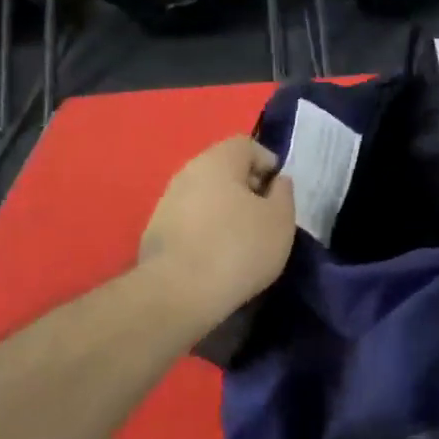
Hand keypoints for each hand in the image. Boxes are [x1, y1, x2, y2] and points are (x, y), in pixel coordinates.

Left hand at [140, 135, 295, 324]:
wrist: (178, 293)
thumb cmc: (239, 248)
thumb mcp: (280, 220)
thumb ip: (284, 193)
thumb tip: (276, 182)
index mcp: (218, 160)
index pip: (246, 145)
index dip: (267, 163)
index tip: (279, 193)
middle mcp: (187, 172)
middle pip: (223, 169)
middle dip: (246, 188)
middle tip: (264, 217)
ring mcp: (166, 202)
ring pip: (205, 195)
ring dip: (225, 210)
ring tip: (242, 240)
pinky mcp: (155, 231)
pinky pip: (189, 220)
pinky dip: (206, 230)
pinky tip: (216, 256)